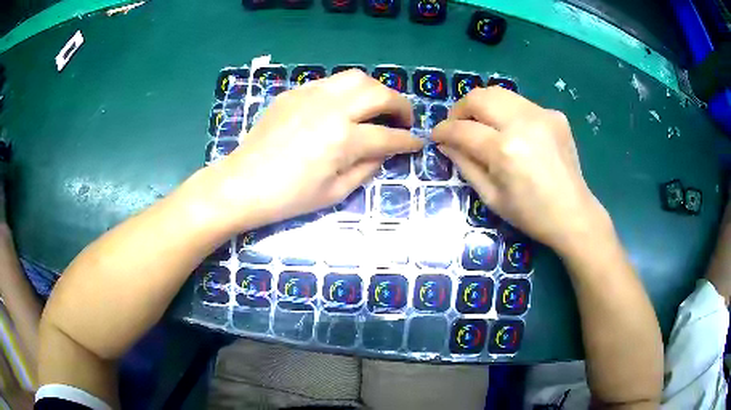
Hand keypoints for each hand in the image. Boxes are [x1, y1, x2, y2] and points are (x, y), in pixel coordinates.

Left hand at [212, 70, 422, 228]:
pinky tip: (342, 107)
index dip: (409, 141)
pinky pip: (330, 83)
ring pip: (356, 78)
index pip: (389, 136)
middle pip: (380, 93)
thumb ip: (367, 168)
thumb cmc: (289, 197)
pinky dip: (346, 91)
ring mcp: (311, 95)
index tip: (417, 143)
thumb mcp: (335, 193)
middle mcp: (332, 109)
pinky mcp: (294, 92)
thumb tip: (384, 152)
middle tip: (403, 119)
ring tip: (376, 107)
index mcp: (344, 140)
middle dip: (401, 105)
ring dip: (375, 90)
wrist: (243, 183)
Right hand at [432, 87, 609, 255]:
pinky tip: (513, 132)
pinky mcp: (554, 115)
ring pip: (499, 93)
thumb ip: (465, 165)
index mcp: (505, 150)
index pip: (462, 129)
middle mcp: (522, 123)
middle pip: (479, 97)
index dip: (443, 131)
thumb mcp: (491, 197)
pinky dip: (508, 113)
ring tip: (481, 124)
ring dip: (483, 105)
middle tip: (457, 125)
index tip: (436, 136)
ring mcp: (541, 114)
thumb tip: (446, 144)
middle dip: (460, 109)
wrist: (574, 215)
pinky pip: (521, 104)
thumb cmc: (530, 215)